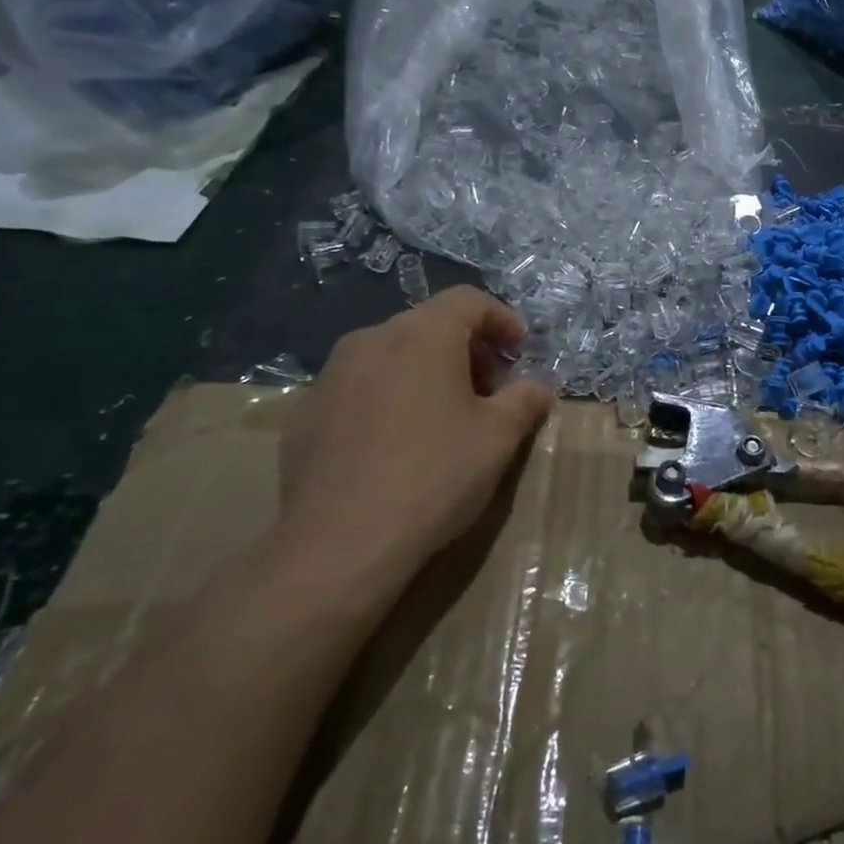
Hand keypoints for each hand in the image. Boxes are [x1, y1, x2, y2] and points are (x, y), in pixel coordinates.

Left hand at [275, 287, 553, 611]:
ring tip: (445, 416)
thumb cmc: (434, 476)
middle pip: (429, 324)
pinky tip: (397, 443)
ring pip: (391, 354)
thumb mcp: (498, 438)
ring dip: (427, 371)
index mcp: (422, 335)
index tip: (520, 353)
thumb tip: (539, 387)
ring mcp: (330, 376)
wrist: (340, 543)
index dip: (502, 319)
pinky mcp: (305, 413)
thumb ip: (525, 400)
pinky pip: (359, 387)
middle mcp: (371, 340)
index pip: (468, 300)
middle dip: (467, 349)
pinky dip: (388, 397)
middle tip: (491, 390)